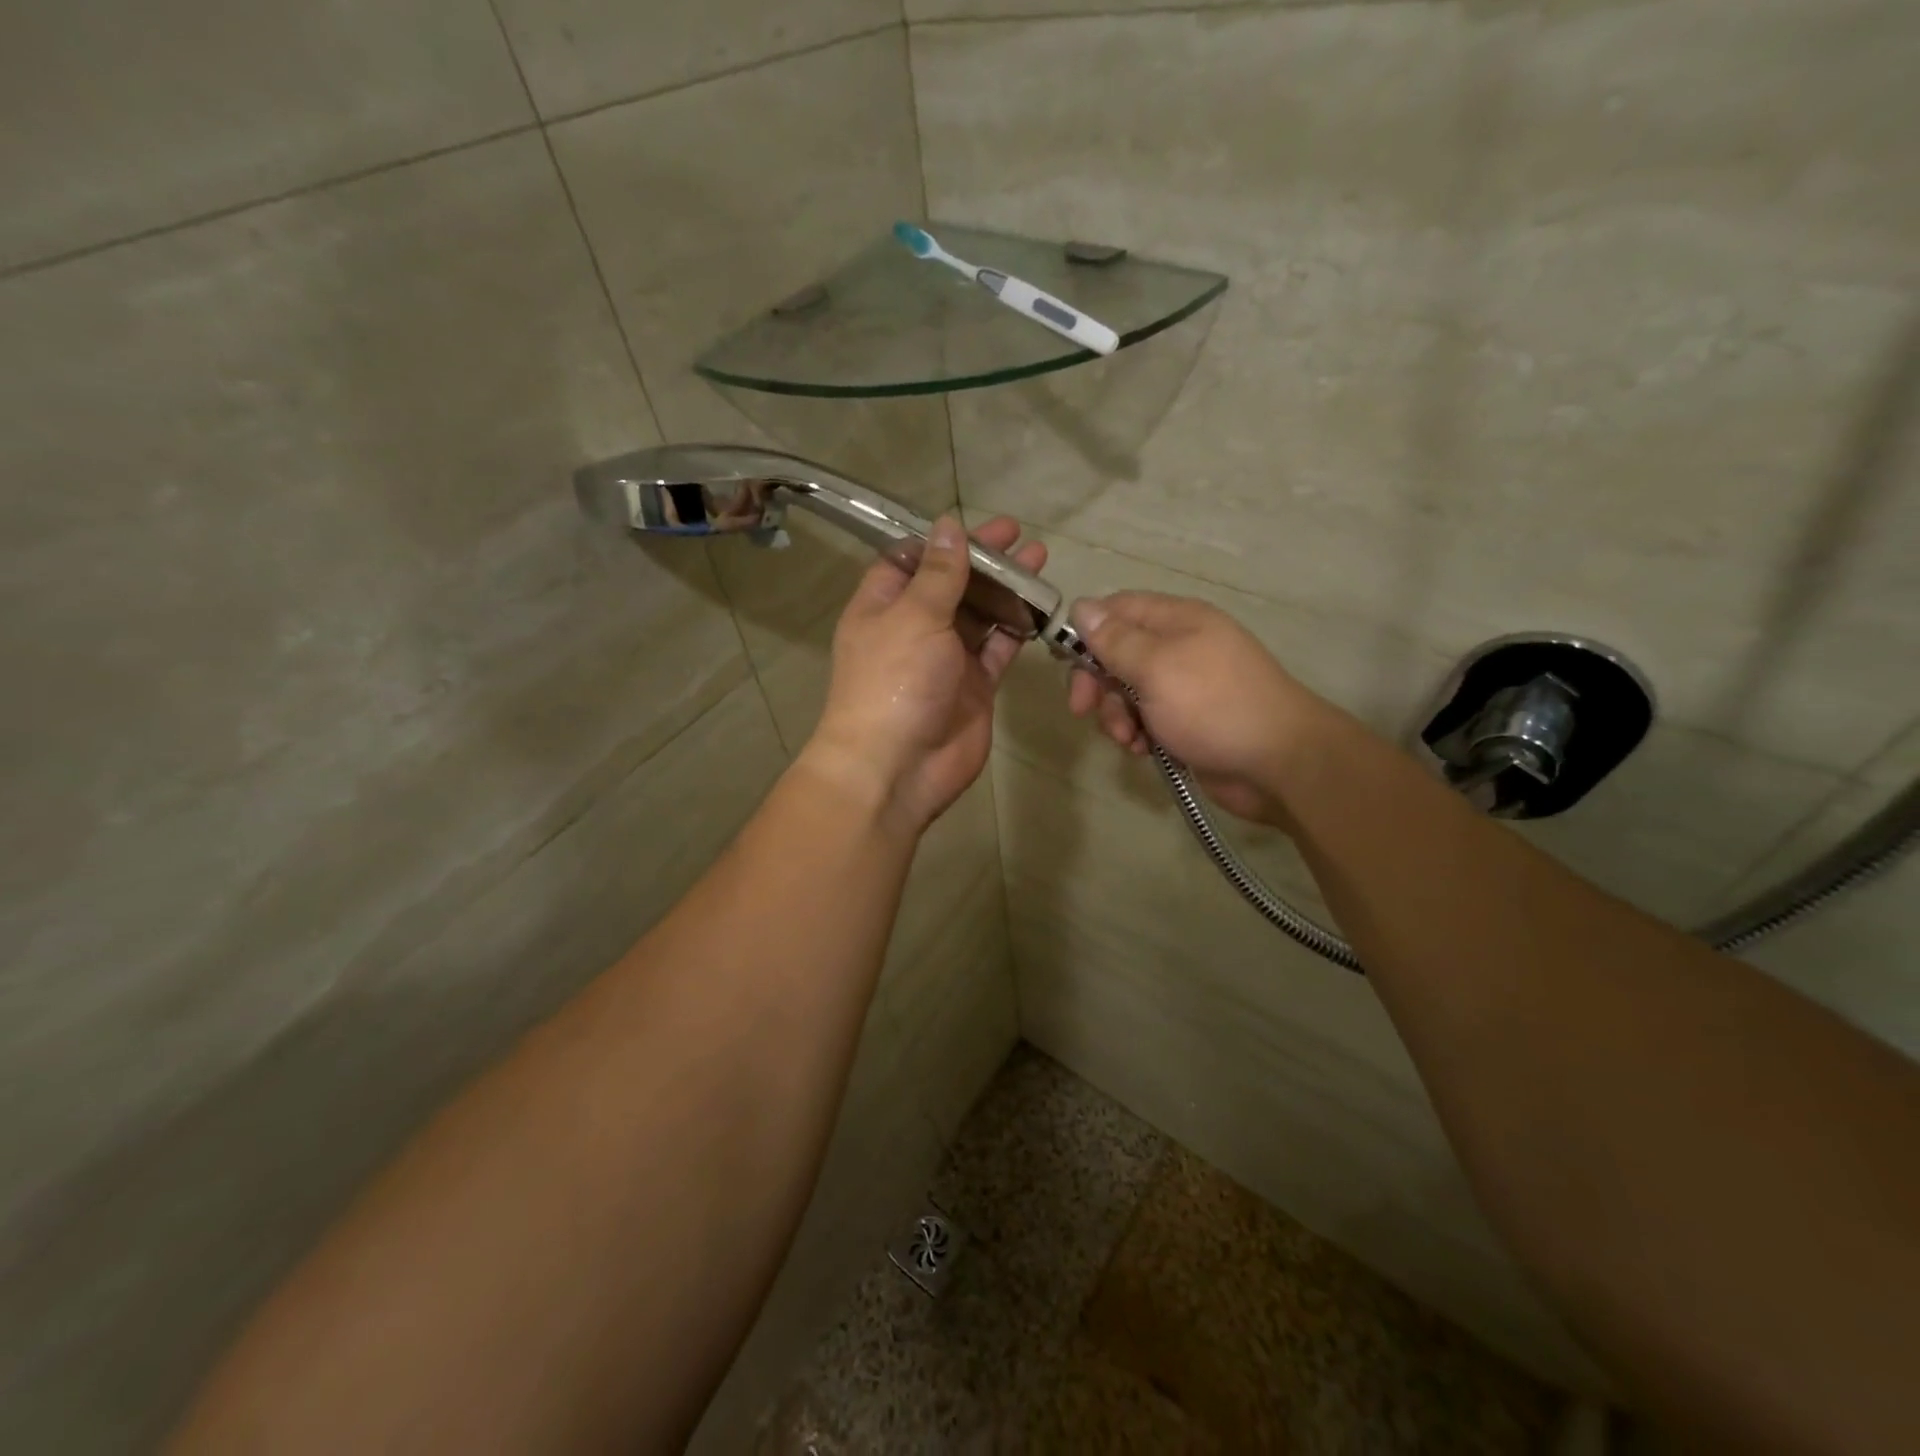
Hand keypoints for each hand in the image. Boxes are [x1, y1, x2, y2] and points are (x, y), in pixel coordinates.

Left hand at [803, 515, 1046, 834]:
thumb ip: (939, 574)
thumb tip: (949, 525)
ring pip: (979, 615)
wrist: (898, 767)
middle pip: (951, 585)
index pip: (910, 561)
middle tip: (1020, 536)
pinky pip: (998, 650)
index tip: (974, 525)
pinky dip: (1016, 630)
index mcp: (883, 606)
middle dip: (983, 561)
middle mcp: (913, 629)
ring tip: (1040, 562)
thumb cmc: (895, 682)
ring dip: (1005, 591)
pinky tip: (1040, 607)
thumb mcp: (914, 616)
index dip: (941, 541)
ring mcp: (946, 659)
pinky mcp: (974, 686)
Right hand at [1066, 592, 1331, 824]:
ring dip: (1115, 716)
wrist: (1279, 763)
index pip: (1117, 609)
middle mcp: (1179, 647)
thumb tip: (1081, 606)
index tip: (1067, 663)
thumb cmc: (1214, 705)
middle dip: (1097, 684)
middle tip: (1084, 710)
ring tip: (1129, 739)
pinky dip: (1137, 735)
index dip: (1087, 632)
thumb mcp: (1157, 667)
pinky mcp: (1186, 722)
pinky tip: (1144, 752)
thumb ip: (1115, 640)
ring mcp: (1184, 687)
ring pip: (1126, 693)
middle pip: (1116, 655)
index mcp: (1177, 620)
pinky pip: (1145, 720)